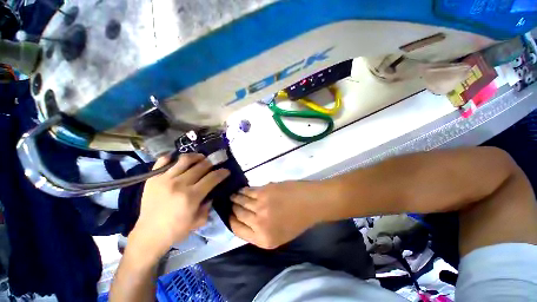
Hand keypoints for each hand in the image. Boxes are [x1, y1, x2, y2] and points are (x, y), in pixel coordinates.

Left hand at [129, 154, 229, 260]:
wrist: (149, 234)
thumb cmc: (176, 230)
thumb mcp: (199, 221)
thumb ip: (208, 205)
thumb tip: (211, 192)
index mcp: (191, 196)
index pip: (212, 178)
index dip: (222, 172)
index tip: (226, 171)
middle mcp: (179, 184)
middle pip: (201, 166)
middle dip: (212, 163)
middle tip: (215, 163)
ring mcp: (164, 179)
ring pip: (185, 160)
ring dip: (196, 157)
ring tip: (200, 158)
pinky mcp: (152, 178)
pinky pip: (163, 161)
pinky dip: (173, 158)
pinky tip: (179, 161)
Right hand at [230, 181, 330, 248]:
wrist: (311, 203)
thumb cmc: (298, 220)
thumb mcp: (280, 235)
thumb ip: (261, 231)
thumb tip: (246, 219)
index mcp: (263, 239)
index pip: (238, 230)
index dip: (232, 221)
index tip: (229, 215)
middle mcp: (259, 224)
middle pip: (238, 215)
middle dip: (233, 209)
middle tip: (230, 204)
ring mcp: (260, 206)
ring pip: (241, 202)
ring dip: (235, 198)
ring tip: (232, 195)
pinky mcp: (263, 192)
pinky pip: (248, 191)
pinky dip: (243, 190)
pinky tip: (240, 189)